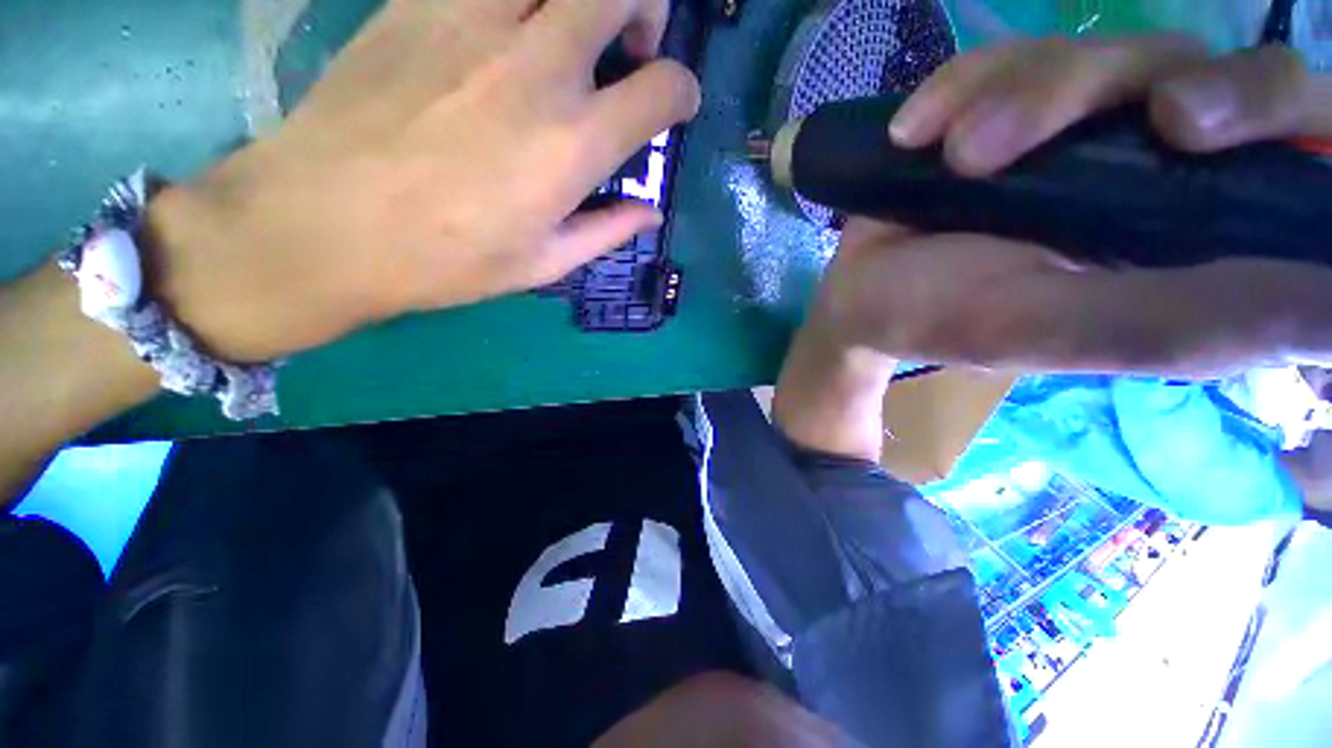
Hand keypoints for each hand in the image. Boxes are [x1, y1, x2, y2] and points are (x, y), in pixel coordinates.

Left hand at [147, 0, 699, 361]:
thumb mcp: (544, 264)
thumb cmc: (446, 259)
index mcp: (574, 143)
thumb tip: (650, 212)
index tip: (674, 107)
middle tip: (630, 49)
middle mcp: (538, 66)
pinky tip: (508, 30)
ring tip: (572, 30)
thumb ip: (607, 231)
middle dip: (648, 11)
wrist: (323, 223)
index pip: (663, 88)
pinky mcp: (421, 0)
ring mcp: (475, 18)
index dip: (682, 94)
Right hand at [813, 37, 1331, 375]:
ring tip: (956, 157)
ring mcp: (1074, 123)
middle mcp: (1148, 165)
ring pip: (1098, 52)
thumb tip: (1329, 310)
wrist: (861, 297)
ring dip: (1026, 95)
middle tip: (1164, 122)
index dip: (1295, 126)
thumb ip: (1186, 323)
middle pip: (1220, 71)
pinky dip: (957, 86)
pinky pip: (998, 56)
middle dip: (1187, 82)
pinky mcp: (1002, 102)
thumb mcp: (1055, 330)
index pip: (1297, 154)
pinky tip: (913, 134)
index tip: (1245, 140)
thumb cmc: (943, 321)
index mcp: (1185, 231)